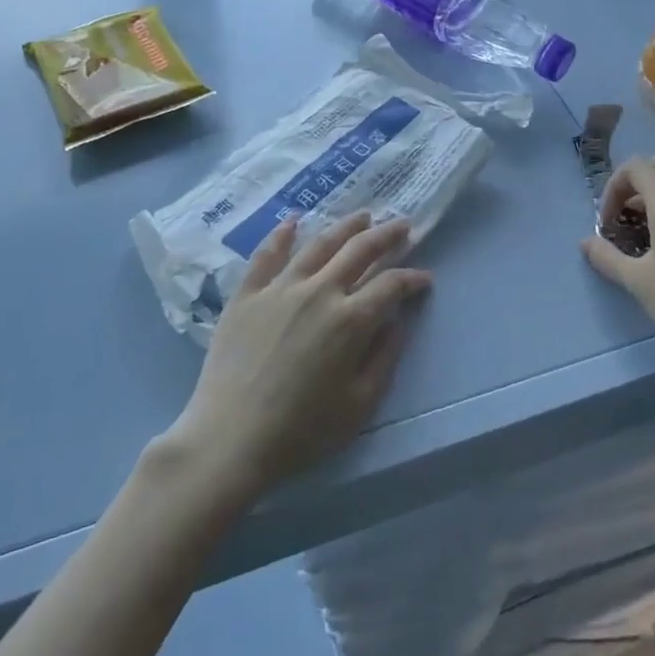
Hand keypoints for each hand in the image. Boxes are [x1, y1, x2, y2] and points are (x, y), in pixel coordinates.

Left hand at [165, 212, 430, 504]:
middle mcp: (319, 291)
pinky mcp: (247, 294)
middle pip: (360, 250)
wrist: (230, 439)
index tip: (424, 279)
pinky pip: (267, 254)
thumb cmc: (301, 431)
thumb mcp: (359, 405)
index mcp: (350, 320)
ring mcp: (280, 288)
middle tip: (402, 225)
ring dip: (346, 226)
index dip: (412, 278)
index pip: (391, 284)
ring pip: (320, 243)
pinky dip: (282, 234)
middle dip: (387, 235)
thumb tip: (398, 321)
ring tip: (363, 216)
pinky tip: (293, 220)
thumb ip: (384, 358)